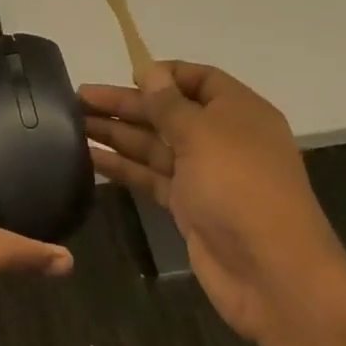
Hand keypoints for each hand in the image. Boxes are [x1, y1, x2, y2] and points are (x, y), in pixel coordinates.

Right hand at [82, 62, 341, 340]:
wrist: (273, 274)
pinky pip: (151, 176)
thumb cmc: (240, 187)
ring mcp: (204, 174)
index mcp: (238, 111)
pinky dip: (123, 167)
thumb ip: (169, 104)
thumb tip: (150, 71)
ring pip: (154, 144)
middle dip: (126, 103)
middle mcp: (222, 138)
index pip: (199, 78)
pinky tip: (90, 158)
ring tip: (73, 123)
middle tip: (78, 98)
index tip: (127, 75)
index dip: (164, 74)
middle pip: (168, 111)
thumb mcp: (202, 134)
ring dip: (117, 133)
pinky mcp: (189, 206)